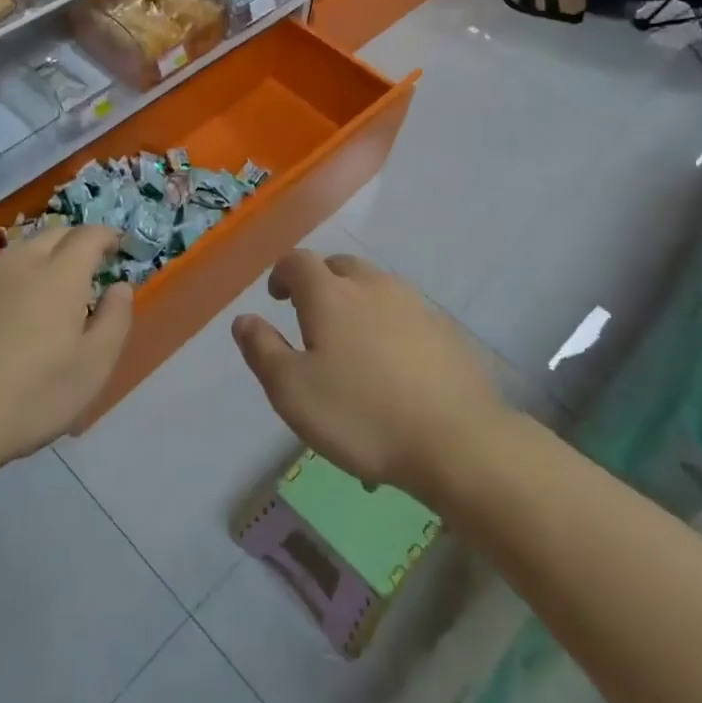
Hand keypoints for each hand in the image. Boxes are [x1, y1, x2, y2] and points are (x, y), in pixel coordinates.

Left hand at [0, 222, 131, 473]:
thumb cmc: (30, 395)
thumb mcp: (93, 367)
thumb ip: (116, 318)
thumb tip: (119, 286)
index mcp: (60, 273)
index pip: (90, 234)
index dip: (108, 236)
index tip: (117, 248)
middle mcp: (20, 262)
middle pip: (54, 234)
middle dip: (77, 242)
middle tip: (89, 267)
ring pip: (20, 251)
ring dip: (43, 258)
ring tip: (50, 288)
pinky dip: (12, 279)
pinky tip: (9, 313)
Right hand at [232, 251, 511, 501]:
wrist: (457, 440)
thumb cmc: (361, 414)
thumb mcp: (292, 390)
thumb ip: (262, 349)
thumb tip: (244, 319)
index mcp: (330, 294)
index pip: (298, 261)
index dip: (282, 273)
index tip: (277, 298)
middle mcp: (372, 286)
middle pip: (340, 267)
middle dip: (320, 283)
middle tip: (311, 319)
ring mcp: (414, 305)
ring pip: (376, 288)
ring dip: (357, 302)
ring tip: (352, 345)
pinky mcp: (445, 330)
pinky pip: (405, 315)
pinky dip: (389, 326)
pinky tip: (392, 367)